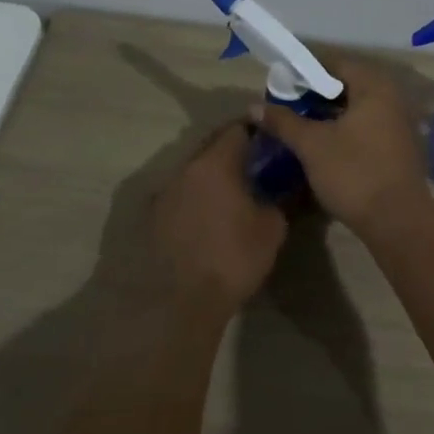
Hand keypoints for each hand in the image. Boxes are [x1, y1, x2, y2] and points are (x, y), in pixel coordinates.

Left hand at [149, 124, 288, 317]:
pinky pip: (181, 194)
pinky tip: (211, 216)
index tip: (273, 139)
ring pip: (195, 171)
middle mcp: (185, 170)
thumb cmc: (234, 258)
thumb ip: (278, 197)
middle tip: (258, 164)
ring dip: (214, 175)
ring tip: (234, 192)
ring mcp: (164, 193)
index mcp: (215, 164)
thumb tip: (280, 187)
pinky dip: (198, 196)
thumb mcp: (272, 227)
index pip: (237, 129)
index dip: (257, 130)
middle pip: (212, 146)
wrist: (183, 303)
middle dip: (235, 151)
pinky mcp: (152, 217)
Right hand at [254, 58, 433, 233]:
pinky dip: (342, 129)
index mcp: (375, 87)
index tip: (279, 83)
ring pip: (355, 108)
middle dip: (313, 94)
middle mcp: (391, 98)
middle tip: (283, 104)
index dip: (304, 71)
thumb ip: (283, 121)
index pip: (335, 63)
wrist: (397, 220)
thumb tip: (254, 106)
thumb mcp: (312, 145)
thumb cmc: (354, 172)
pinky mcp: (396, 147)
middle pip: (346, 85)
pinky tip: (320, 143)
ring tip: (295, 123)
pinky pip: (364, 127)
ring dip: (326, 114)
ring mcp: (397, 123)